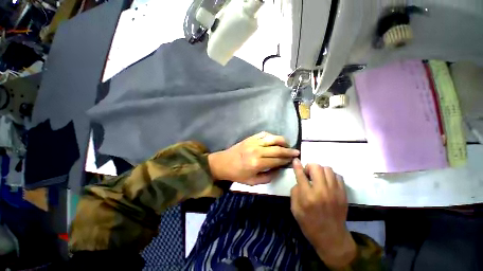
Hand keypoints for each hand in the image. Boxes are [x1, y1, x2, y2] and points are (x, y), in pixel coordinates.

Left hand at [208, 132, 298, 184]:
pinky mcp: (250, 138)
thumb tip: (279, 169)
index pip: (277, 160)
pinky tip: (275, 140)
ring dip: (282, 141)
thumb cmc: (237, 174)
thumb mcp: (253, 182)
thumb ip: (268, 177)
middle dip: (289, 151)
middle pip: (277, 149)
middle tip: (296, 152)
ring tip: (287, 145)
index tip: (293, 160)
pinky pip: (264, 134)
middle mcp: (257, 151)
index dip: (286, 160)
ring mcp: (254, 142)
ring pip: (273, 139)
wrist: (223, 163)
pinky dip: (272, 136)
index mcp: (257, 163)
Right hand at [290, 159, 356, 267]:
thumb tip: (299, 180)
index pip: (301, 175)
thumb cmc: (309, 223)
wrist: (331, 238)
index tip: (295, 160)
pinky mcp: (343, 194)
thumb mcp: (295, 209)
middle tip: (308, 175)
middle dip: (309, 167)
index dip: (297, 165)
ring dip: (320, 171)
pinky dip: (331, 176)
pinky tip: (327, 183)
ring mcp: (335, 192)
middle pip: (316, 167)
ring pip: (328, 169)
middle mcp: (321, 191)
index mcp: (307, 196)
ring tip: (318, 178)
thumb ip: (295, 191)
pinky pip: (338, 176)